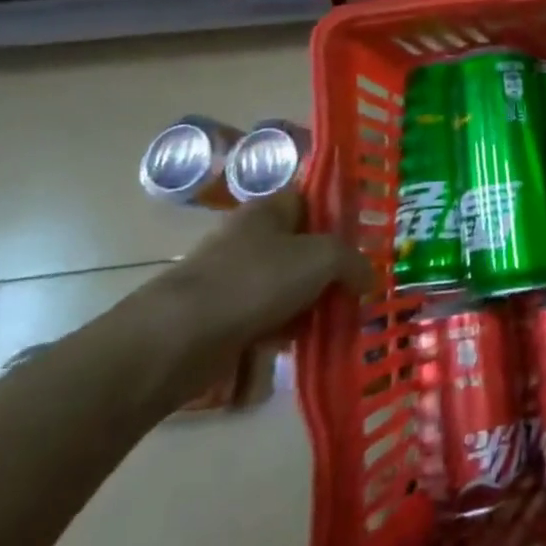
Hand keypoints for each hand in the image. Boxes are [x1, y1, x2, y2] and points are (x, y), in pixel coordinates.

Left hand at [150, 188, 373, 348]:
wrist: (176, 341)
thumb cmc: (254, 282)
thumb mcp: (321, 258)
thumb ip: (353, 262)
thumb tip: (369, 277)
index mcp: (268, 210)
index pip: (312, 200)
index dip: (339, 216)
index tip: (364, 242)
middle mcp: (249, 238)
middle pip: (302, 247)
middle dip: (330, 269)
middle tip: (357, 289)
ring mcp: (232, 279)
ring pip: (286, 286)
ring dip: (311, 304)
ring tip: (338, 322)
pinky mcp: (221, 318)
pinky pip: (266, 318)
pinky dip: (285, 331)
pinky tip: (303, 345)